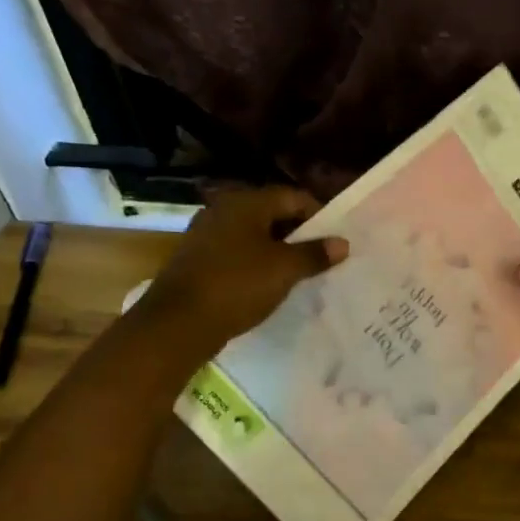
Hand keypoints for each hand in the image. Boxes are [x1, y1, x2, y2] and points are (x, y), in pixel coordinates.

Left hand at [137, 187, 347, 352]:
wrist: (177, 323)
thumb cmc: (237, 285)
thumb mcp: (284, 270)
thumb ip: (315, 254)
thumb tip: (342, 243)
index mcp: (246, 202)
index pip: (294, 197)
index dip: (319, 216)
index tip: (335, 241)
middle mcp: (224, 209)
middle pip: (273, 213)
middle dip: (299, 234)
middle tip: (321, 258)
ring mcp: (206, 234)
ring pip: (254, 235)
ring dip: (278, 250)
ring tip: (299, 274)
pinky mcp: (197, 259)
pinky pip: (237, 252)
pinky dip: (256, 263)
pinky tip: (267, 285)